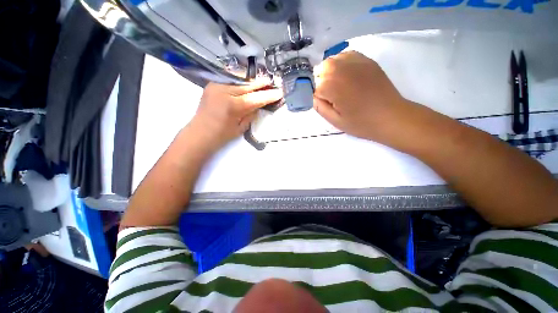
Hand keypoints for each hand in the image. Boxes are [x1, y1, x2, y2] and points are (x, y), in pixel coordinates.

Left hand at [188, 79, 282, 151]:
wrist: (200, 133)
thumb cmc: (222, 135)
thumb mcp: (241, 127)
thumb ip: (251, 114)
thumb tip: (259, 104)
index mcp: (234, 106)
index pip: (256, 98)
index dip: (269, 95)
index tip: (280, 92)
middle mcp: (225, 91)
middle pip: (249, 84)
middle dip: (262, 83)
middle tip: (273, 82)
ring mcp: (217, 85)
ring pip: (240, 79)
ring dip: (253, 81)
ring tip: (263, 81)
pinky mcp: (213, 84)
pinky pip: (231, 79)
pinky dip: (241, 80)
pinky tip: (248, 82)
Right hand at [313, 51, 409, 143]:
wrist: (390, 116)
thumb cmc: (361, 122)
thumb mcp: (335, 121)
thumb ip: (319, 107)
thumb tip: (313, 95)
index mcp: (333, 86)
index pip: (314, 87)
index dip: (319, 96)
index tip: (328, 104)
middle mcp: (341, 69)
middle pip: (320, 69)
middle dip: (321, 82)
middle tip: (332, 95)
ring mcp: (355, 62)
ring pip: (331, 61)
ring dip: (330, 72)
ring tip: (339, 85)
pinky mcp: (366, 60)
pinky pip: (346, 55)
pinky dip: (342, 64)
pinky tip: (347, 75)